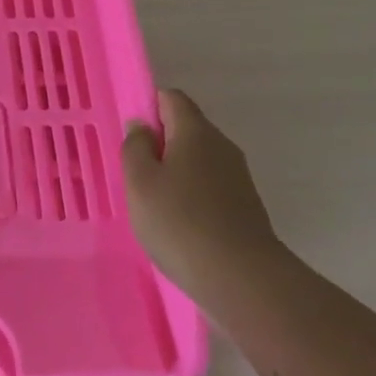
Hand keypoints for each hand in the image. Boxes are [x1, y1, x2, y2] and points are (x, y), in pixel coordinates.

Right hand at [123, 89, 281, 293]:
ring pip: (198, 161)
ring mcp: (237, 177)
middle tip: (135, 175)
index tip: (131, 137)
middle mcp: (222, 146)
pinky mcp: (244, 206)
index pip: (172, 98)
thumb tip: (142, 126)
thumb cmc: (179, 221)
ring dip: (174, 173)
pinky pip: (210, 187)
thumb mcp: (139, 181)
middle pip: (187, 129)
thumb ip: (135, 147)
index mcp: (196, 131)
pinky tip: (178, 224)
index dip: (149, 107)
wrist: (241, 277)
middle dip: (160, 144)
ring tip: (153, 204)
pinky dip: (191, 196)